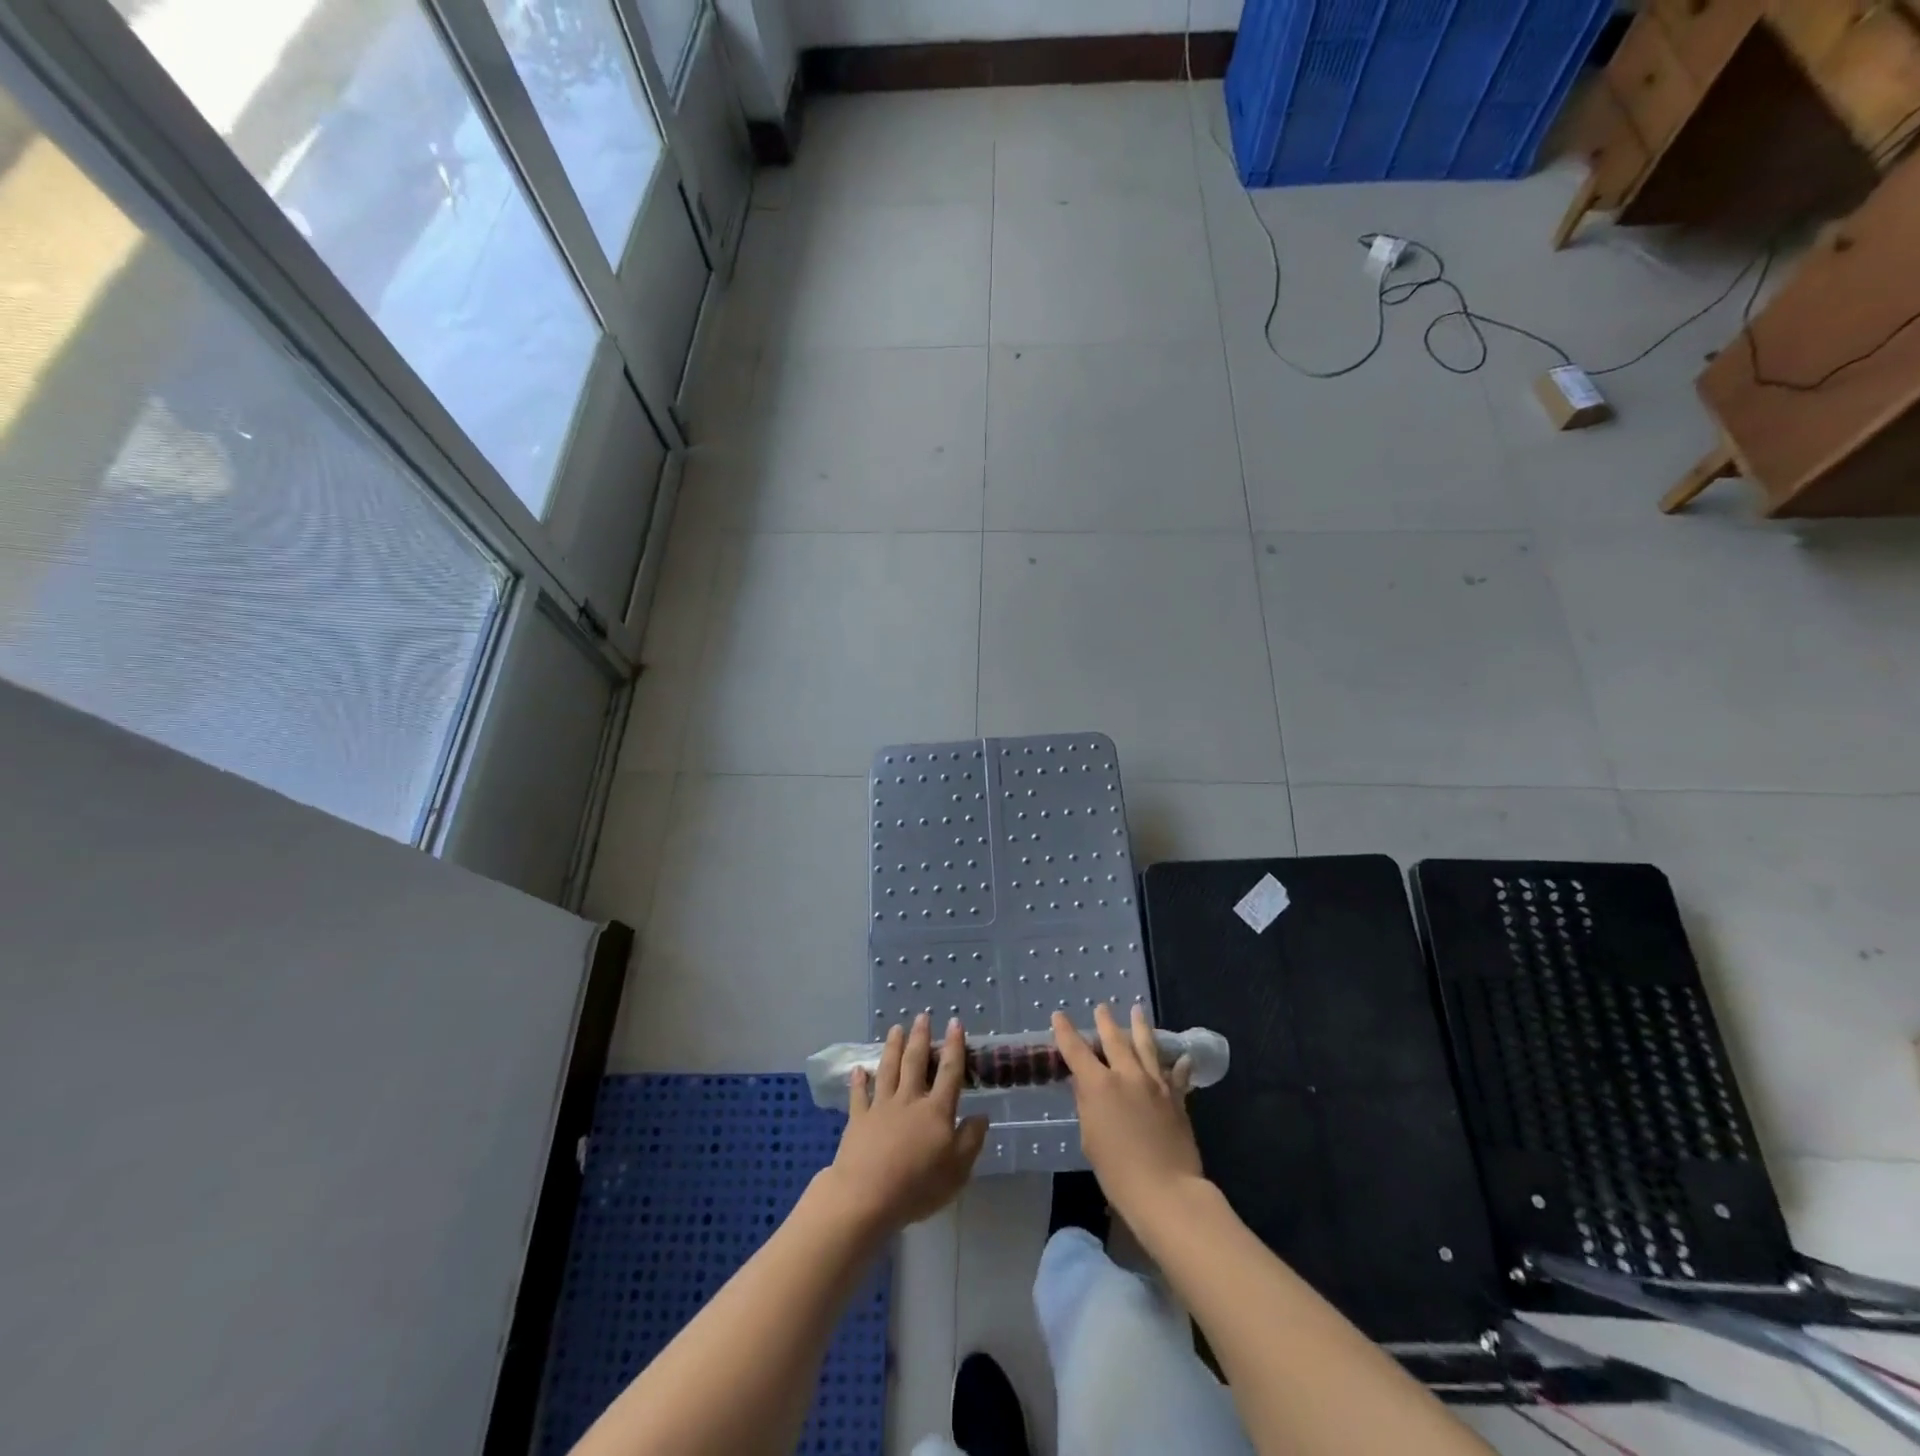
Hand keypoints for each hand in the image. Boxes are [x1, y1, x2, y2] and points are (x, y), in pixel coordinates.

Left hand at [821, 1013, 987, 1235]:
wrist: (867, 1196)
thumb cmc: (918, 1185)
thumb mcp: (958, 1170)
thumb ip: (971, 1140)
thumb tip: (982, 1115)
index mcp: (936, 1111)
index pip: (949, 1072)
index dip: (954, 1046)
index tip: (954, 1023)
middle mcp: (909, 1100)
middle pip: (916, 1062)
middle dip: (920, 1038)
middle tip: (921, 1016)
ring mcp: (881, 1107)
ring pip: (888, 1070)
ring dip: (893, 1047)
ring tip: (896, 1028)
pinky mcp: (859, 1119)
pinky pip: (859, 1095)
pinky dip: (859, 1080)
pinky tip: (859, 1068)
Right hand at [1054, 1003, 1204, 1225]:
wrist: (1166, 1190)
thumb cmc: (1118, 1172)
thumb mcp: (1090, 1138)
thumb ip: (1087, 1106)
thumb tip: (1086, 1086)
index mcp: (1100, 1085)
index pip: (1076, 1050)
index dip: (1065, 1032)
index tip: (1059, 1016)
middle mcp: (1127, 1075)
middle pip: (1114, 1039)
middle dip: (1105, 1021)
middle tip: (1101, 1007)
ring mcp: (1155, 1084)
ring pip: (1146, 1046)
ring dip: (1140, 1026)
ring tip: (1138, 1009)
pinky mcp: (1176, 1098)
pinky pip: (1176, 1075)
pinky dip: (1177, 1065)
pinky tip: (1182, 1057)